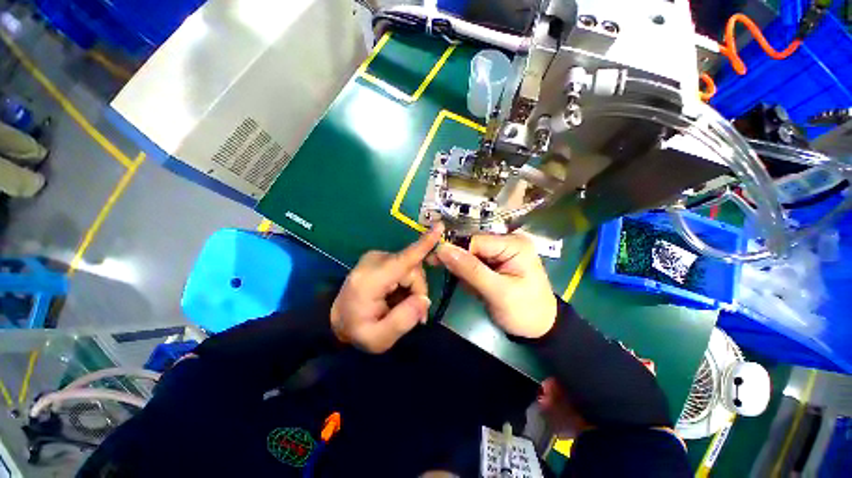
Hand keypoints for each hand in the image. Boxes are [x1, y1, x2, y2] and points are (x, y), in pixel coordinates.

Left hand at [331, 224, 443, 352]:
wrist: (339, 319)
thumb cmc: (357, 330)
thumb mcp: (378, 339)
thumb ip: (403, 321)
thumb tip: (425, 300)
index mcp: (371, 280)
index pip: (402, 260)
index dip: (423, 244)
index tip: (439, 227)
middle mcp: (374, 261)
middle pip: (413, 268)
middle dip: (418, 290)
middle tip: (415, 313)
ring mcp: (377, 256)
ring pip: (412, 267)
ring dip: (414, 287)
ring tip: (403, 306)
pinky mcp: (381, 257)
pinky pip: (406, 266)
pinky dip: (408, 282)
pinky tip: (400, 296)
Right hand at [435, 233, 556, 338]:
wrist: (539, 328)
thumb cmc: (524, 311)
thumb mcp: (497, 292)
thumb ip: (470, 269)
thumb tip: (442, 248)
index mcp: (514, 243)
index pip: (475, 240)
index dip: (456, 252)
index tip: (436, 264)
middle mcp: (507, 241)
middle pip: (471, 246)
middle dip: (462, 266)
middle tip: (462, 284)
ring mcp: (501, 251)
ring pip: (470, 255)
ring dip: (466, 274)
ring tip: (474, 290)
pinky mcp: (496, 261)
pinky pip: (474, 263)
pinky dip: (470, 277)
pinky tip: (476, 289)